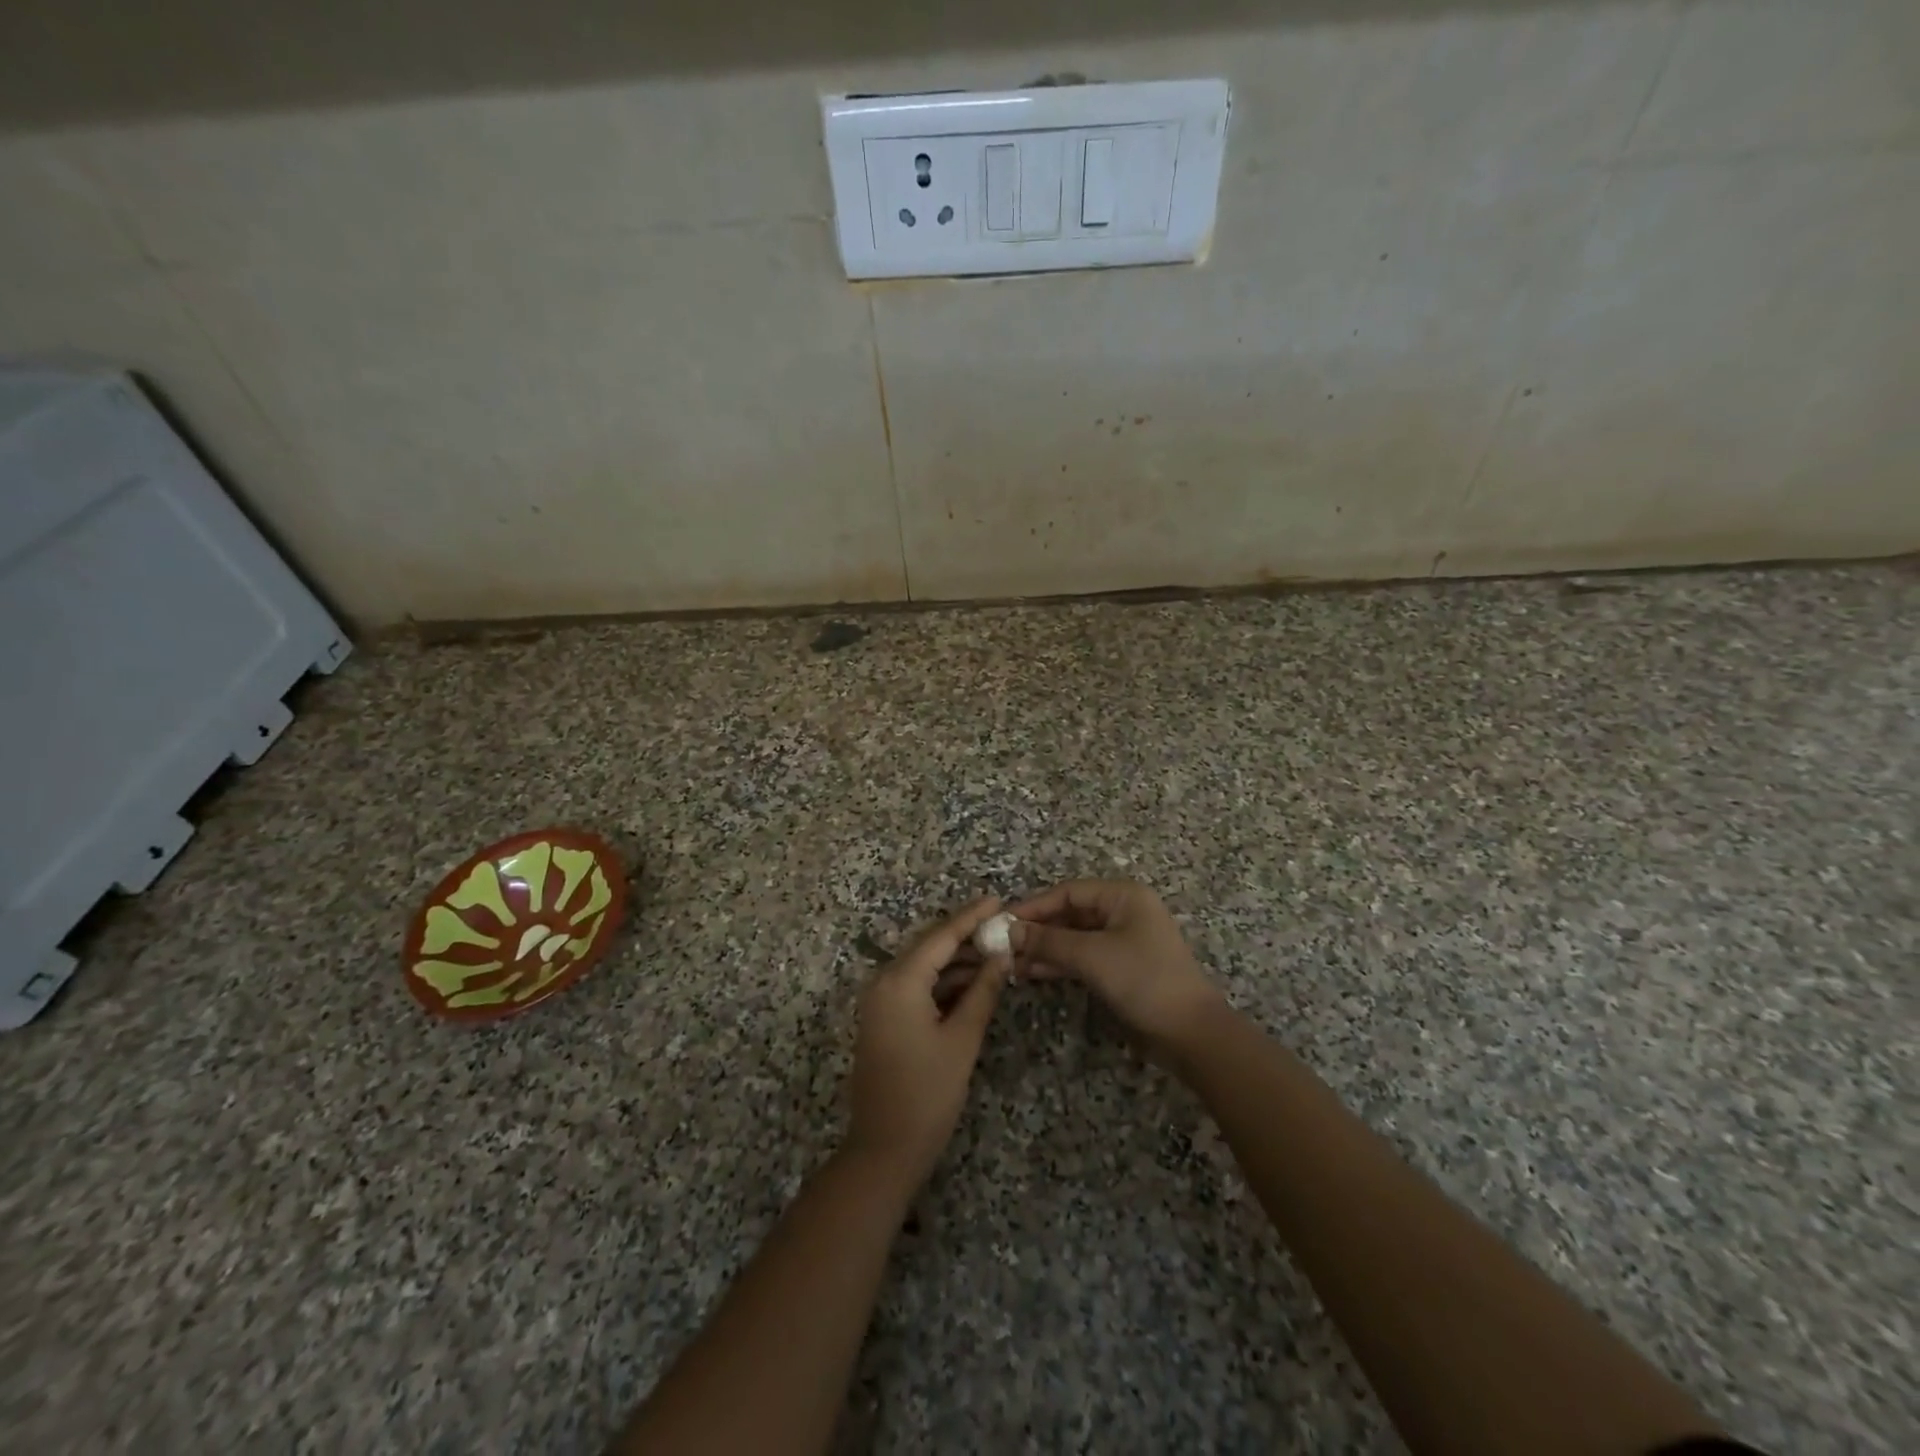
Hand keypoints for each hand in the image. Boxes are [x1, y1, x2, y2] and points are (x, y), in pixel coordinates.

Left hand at [846, 897, 1008, 1188]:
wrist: (884, 1149)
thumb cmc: (927, 1093)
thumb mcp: (962, 1039)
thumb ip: (983, 991)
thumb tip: (1001, 956)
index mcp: (899, 981)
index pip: (940, 937)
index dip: (971, 917)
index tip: (997, 899)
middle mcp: (883, 982)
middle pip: (929, 948)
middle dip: (966, 938)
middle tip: (1002, 927)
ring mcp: (880, 1002)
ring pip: (924, 969)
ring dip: (957, 963)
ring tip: (996, 953)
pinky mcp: (884, 1020)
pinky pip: (916, 988)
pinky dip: (943, 984)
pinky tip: (973, 983)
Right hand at [1010, 880, 1225, 1059]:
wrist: (1190, 1033)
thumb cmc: (1144, 980)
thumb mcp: (1092, 956)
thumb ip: (1048, 941)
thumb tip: (1007, 931)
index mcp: (1123, 896)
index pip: (1068, 892)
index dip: (1034, 906)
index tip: (1002, 921)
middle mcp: (1122, 912)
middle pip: (1069, 913)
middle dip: (1036, 929)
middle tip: (1001, 944)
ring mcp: (1122, 940)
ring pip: (1073, 937)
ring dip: (1043, 948)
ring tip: (1009, 961)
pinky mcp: (1120, 967)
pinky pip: (1082, 956)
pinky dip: (1058, 962)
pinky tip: (1030, 971)